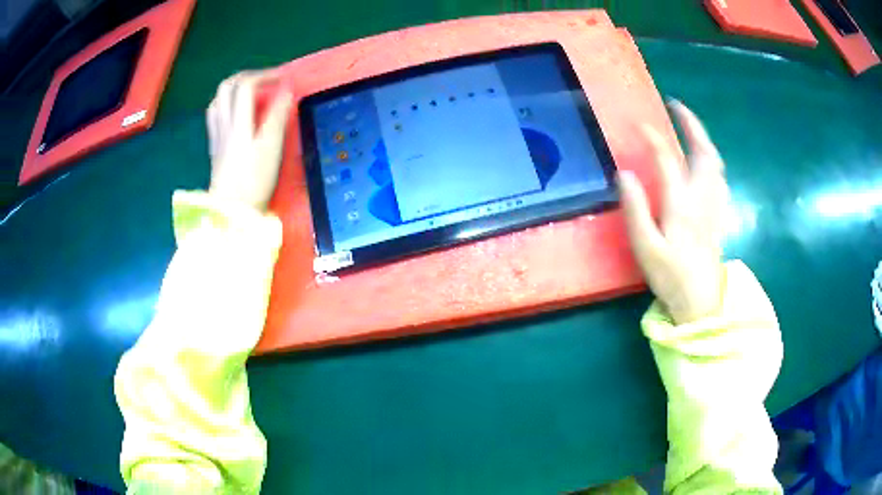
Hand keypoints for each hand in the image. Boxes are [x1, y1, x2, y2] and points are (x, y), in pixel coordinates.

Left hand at [206, 71, 293, 210]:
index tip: (283, 78)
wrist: (231, 211)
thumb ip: (277, 116)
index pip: (246, 85)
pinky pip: (216, 115)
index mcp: (238, 122)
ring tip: (251, 93)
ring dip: (234, 89)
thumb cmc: (254, 181)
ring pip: (218, 100)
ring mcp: (217, 135)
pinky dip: (227, 105)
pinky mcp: (215, 147)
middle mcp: (224, 124)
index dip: (266, 75)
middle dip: (247, 77)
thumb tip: (286, 90)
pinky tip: (236, 112)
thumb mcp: (271, 147)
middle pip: (227, 87)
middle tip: (265, 80)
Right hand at [618, 101, 729, 323]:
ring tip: (689, 126)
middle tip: (676, 106)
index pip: (668, 159)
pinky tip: (704, 159)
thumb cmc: (671, 277)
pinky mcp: (720, 213)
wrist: (701, 302)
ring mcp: (715, 205)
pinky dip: (712, 159)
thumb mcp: (646, 249)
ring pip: (715, 162)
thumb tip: (624, 174)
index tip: (639, 124)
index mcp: (681, 205)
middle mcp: (702, 198)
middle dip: (691, 124)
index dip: (653, 138)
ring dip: (703, 138)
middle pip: (703, 152)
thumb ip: (635, 210)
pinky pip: (720, 176)